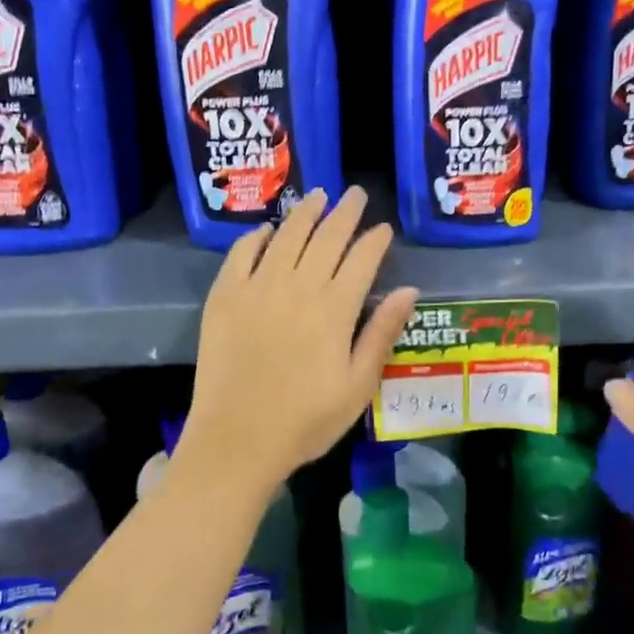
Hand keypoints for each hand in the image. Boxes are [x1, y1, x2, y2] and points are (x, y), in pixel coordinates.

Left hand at [182, 187, 418, 488]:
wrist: (237, 440)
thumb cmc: (306, 421)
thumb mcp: (358, 386)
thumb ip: (382, 333)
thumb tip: (409, 289)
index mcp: (334, 309)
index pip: (362, 260)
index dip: (375, 240)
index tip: (383, 227)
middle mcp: (297, 287)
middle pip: (326, 238)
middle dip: (344, 212)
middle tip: (354, 194)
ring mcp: (257, 288)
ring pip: (286, 237)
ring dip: (304, 213)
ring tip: (317, 195)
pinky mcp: (224, 297)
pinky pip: (241, 254)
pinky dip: (255, 237)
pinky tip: (266, 229)